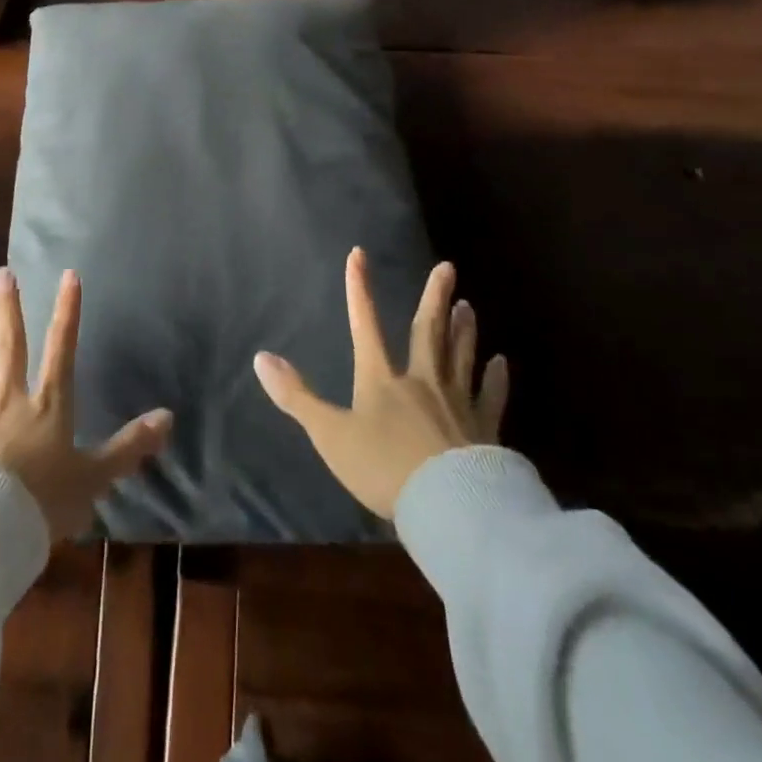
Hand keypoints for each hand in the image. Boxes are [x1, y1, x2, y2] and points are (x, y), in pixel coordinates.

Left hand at [0, 267, 172, 541]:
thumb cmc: (43, 504)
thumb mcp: (94, 478)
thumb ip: (129, 446)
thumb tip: (168, 417)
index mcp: (48, 406)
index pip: (62, 349)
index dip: (68, 311)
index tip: (68, 275)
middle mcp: (10, 402)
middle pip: (10, 348)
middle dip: (9, 310)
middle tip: (2, 275)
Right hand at [254, 248, 507, 518]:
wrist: (449, 507)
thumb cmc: (384, 468)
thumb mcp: (330, 435)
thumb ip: (296, 397)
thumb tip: (261, 358)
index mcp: (382, 380)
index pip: (365, 325)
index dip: (359, 289)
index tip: (359, 254)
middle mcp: (422, 381)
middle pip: (428, 331)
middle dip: (434, 298)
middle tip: (447, 268)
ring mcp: (457, 403)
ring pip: (460, 356)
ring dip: (463, 329)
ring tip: (468, 305)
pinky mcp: (485, 429)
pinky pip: (491, 396)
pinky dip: (496, 378)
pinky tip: (501, 363)